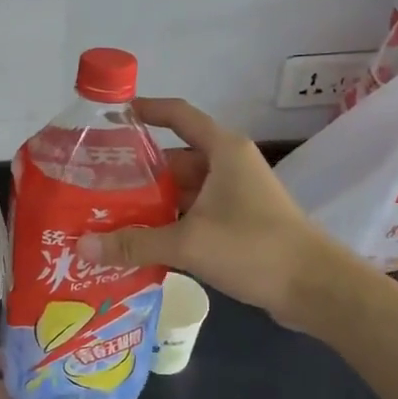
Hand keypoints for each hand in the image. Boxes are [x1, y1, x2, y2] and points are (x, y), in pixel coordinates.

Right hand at [77, 98, 336, 324]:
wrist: (315, 288)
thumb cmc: (253, 247)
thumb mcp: (189, 242)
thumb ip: (135, 243)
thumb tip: (83, 246)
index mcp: (223, 151)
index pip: (178, 114)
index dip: (145, 110)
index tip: (110, 117)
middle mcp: (229, 166)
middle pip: (174, 159)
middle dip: (137, 173)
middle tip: (94, 185)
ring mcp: (235, 196)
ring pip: (183, 191)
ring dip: (151, 205)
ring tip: (107, 216)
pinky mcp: (238, 224)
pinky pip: (194, 216)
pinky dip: (169, 226)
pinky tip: (139, 244)